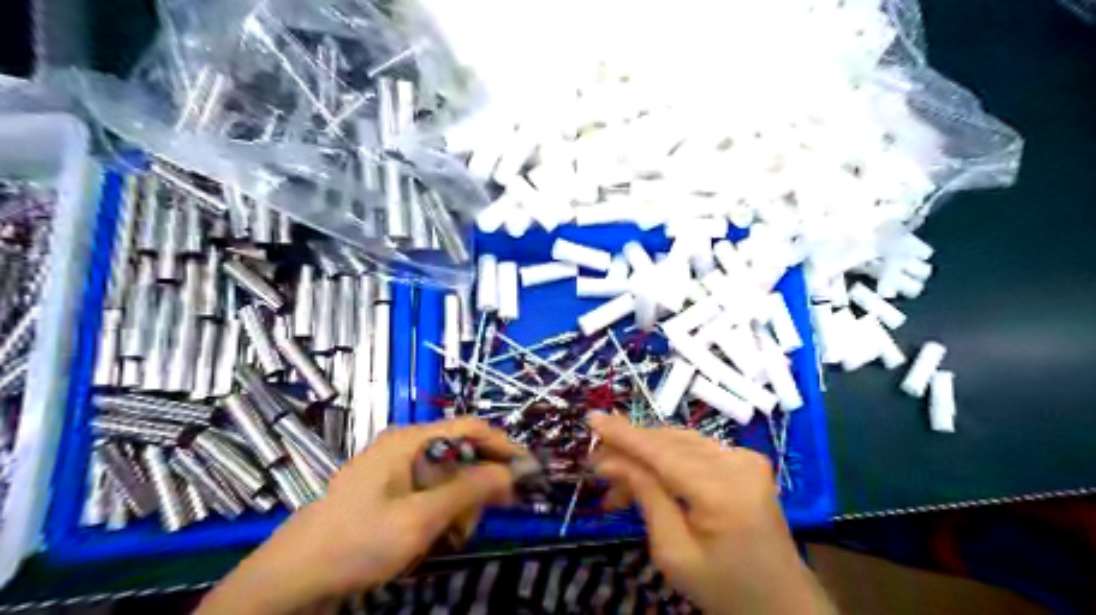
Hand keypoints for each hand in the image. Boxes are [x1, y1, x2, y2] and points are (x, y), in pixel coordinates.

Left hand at [200, 419, 521, 614]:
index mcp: (410, 440)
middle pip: (460, 453)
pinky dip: (439, 513)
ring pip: (446, 477)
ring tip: (449, 538)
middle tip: (477, 522)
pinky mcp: (387, 490)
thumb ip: (469, 491)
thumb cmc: (357, 542)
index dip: (503, 446)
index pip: (471, 428)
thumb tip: (511, 472)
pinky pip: (428, 492)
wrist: (291, 580)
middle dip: (476, 486)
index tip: (527, 471)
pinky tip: (433, 537)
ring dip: (458, 506)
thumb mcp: (420, 519)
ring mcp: (393, 468)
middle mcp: (404, 446)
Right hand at [595, 414, 837, 613]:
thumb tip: (613, 460)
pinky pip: (696, 449)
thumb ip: (646, 497)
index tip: (592, 419)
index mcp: (723, 491)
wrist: (781, 601)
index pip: (662, 452)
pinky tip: (646, 475)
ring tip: (615, 476)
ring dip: (646, 455)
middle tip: (596, 462)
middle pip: (670, 442)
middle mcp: (737, 463)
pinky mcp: (746, 461)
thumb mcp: (674, 553)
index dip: (624, 434)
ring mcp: (745, 458)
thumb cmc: (724, 588)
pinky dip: (667, 458)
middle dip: (630, 449)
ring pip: (681, 442)